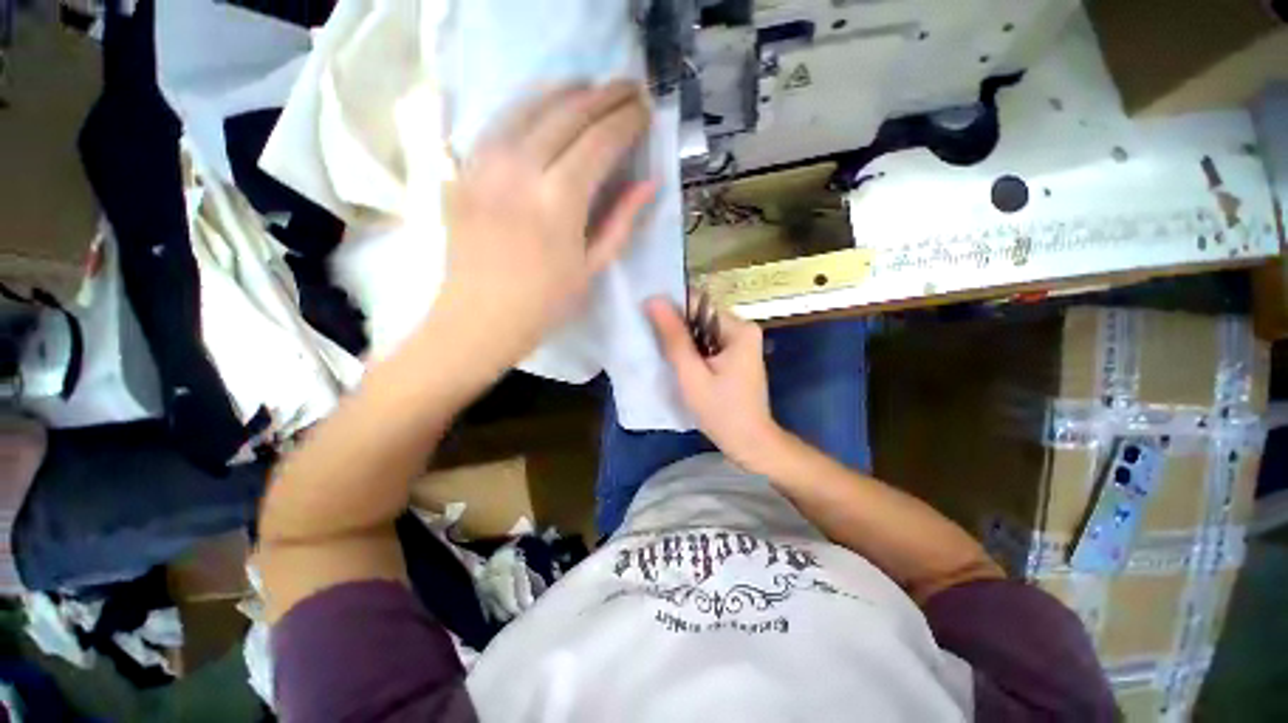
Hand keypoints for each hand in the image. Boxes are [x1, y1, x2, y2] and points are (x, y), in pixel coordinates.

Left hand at [434, 82, 655, 368]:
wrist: (479, 319)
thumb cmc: (545, 303)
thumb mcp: (592, 267)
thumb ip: (621, 221)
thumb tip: (649, 184)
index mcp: (559, 202)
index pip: (599, 141)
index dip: (626, 121)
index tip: (645, 110)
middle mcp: (521, 170)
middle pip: (568, 113)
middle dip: (604, 95)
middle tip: (628, 87)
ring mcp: (487, 164)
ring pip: (530, 105)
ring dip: (567, 91)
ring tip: (591, 88)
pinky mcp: (466, 168)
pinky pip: (500, 121)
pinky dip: (528, 105)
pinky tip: (544, 105)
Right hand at [647, 296, 786, 472]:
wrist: (750, 444)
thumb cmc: (721, 411)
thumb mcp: (692, 374)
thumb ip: (674, 338)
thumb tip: (654, 300)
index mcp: (739, 328)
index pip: (698, 305)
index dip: (672, 309)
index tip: (647, 318)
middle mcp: (744, 330)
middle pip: (701, 318)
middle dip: (677, 328)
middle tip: (652, 341)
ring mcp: (741, 344)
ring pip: (702, 332)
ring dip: (683, 341)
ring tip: (662, 353)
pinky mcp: (736, 358)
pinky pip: (708, 345)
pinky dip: (693, 352)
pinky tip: (680, 364)